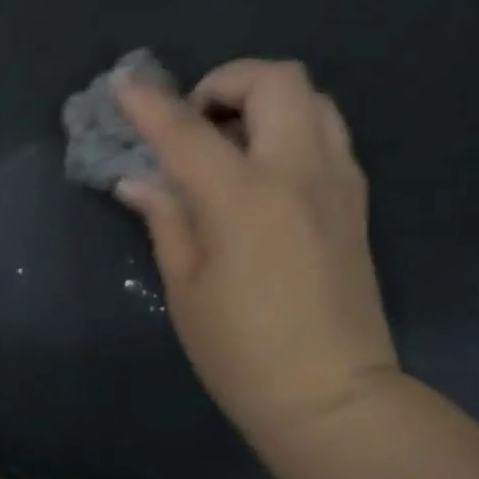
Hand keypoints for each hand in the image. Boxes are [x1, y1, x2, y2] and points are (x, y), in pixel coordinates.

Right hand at [115, 58, 398, 446]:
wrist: (333, 398)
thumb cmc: (242, 351)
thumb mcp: (185, 285)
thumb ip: (165, 218)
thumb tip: (138, 180)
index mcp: (243, 197)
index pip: (186, 129)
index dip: (148, 102)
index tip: (122, 83)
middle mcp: (297, 172)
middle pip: (275, 79)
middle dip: (227, 81)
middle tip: (197, 120)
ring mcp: (336, 183)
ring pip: (312, 97)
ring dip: (265, 100)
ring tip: (232, 142)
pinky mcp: (356, 202)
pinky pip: (328, 133)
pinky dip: (291, 128)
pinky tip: (264, 172)